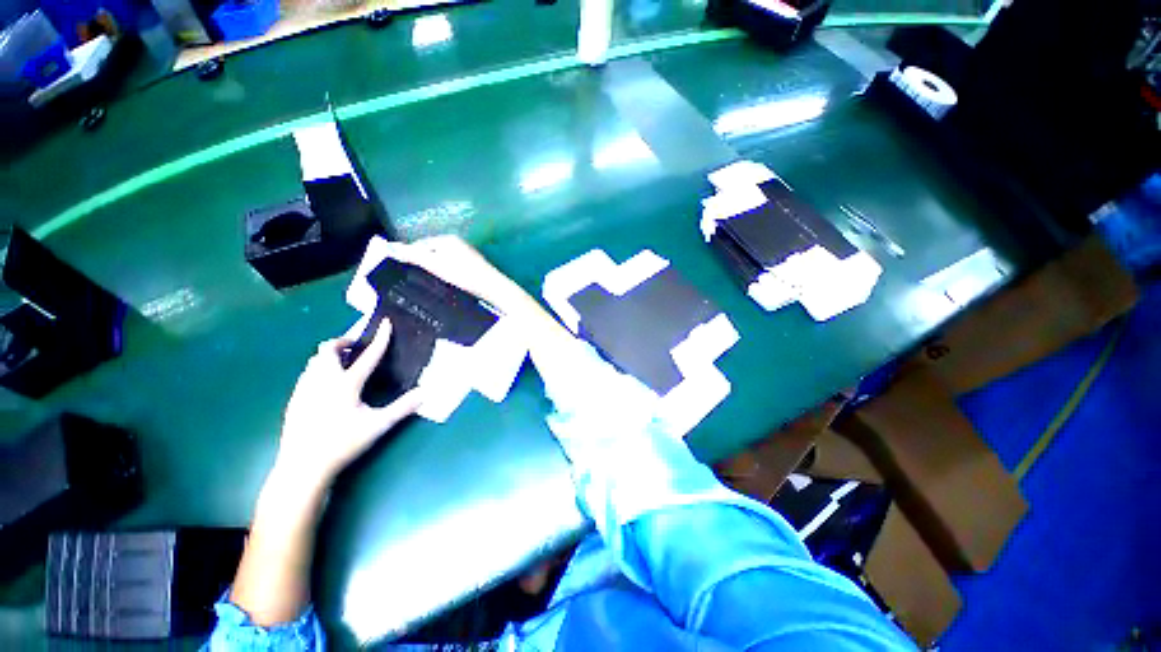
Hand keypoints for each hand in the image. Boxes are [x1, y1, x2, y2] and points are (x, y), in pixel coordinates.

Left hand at [275, 319, 422, 487]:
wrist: (302, 466)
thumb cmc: (343, 444)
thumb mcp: (378, 425)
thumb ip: (403, 407)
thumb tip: (426, 392)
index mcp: (346, 385)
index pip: (367, 356)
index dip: (379, 338)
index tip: (385, 322)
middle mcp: (323, 381)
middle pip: (328, 349)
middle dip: (344, 341)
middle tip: (357, 344)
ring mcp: (305, 389)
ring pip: (314, 360)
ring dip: (330, 354)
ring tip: (344, 361)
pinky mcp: (295, 399)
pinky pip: (307, 373)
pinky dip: (319, 368)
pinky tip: (327, 383)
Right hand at [383, 236, 522, 310]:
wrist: (493, 288)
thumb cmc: (464, 275)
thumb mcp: (436, 265)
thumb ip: (413, 256)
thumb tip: (388, 247)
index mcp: (447, 239)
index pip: (420, 244)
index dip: (409, 256)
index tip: (400, 272)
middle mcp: (457, 243)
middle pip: (431, 252)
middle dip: (422, 263)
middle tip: (412, 280)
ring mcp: (466, 254)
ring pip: (442, 260)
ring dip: (434, 270)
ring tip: (427, 283)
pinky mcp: (473, 266)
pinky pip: (452, 267)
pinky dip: (446, 274)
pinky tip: (444, 285)